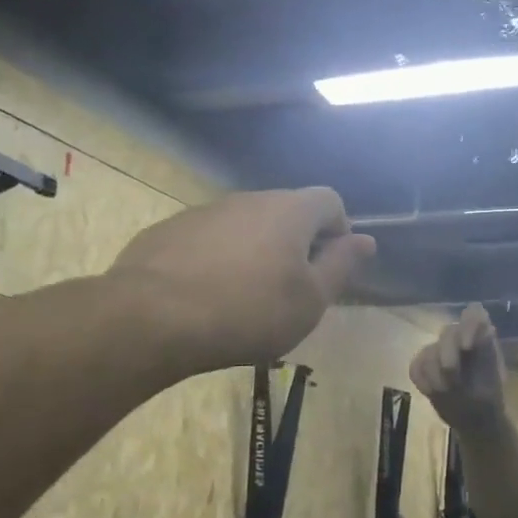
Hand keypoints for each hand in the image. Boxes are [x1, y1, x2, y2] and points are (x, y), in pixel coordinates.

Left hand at [110, 188, 375, 371]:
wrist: (151, 318)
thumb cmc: (249, 311)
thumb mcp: (310, 300)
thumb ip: (341, 265)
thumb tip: (366, 239)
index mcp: (290, 210)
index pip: (330, 201)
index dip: (338, 231)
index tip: (329, 269)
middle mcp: (248, 199)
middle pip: (286, 211)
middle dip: (296, 243)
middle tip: (290, 290)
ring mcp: (204, 211)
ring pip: (245, 226)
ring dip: (255, 251)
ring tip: (244, 298)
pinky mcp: (168, 231)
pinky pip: (208, 240)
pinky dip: (217, 260)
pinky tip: (205, 297)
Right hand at [409, 304, 508, 434]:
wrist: (475, 422)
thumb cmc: (489, 401)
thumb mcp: (494, 380)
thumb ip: (488, 352)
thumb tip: (486, 328)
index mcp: (482, 338)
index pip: (474, 314)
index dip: (468, 325)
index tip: (468, 348)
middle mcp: (460, 339)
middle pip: (448, 331)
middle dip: (448, 354)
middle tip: (452, 378)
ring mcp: (440, 351)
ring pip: (429, 350)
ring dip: (435, 373)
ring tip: (446, 391)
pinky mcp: (424, 366)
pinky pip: (416, 365)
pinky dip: (423, 380)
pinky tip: (432, 391)